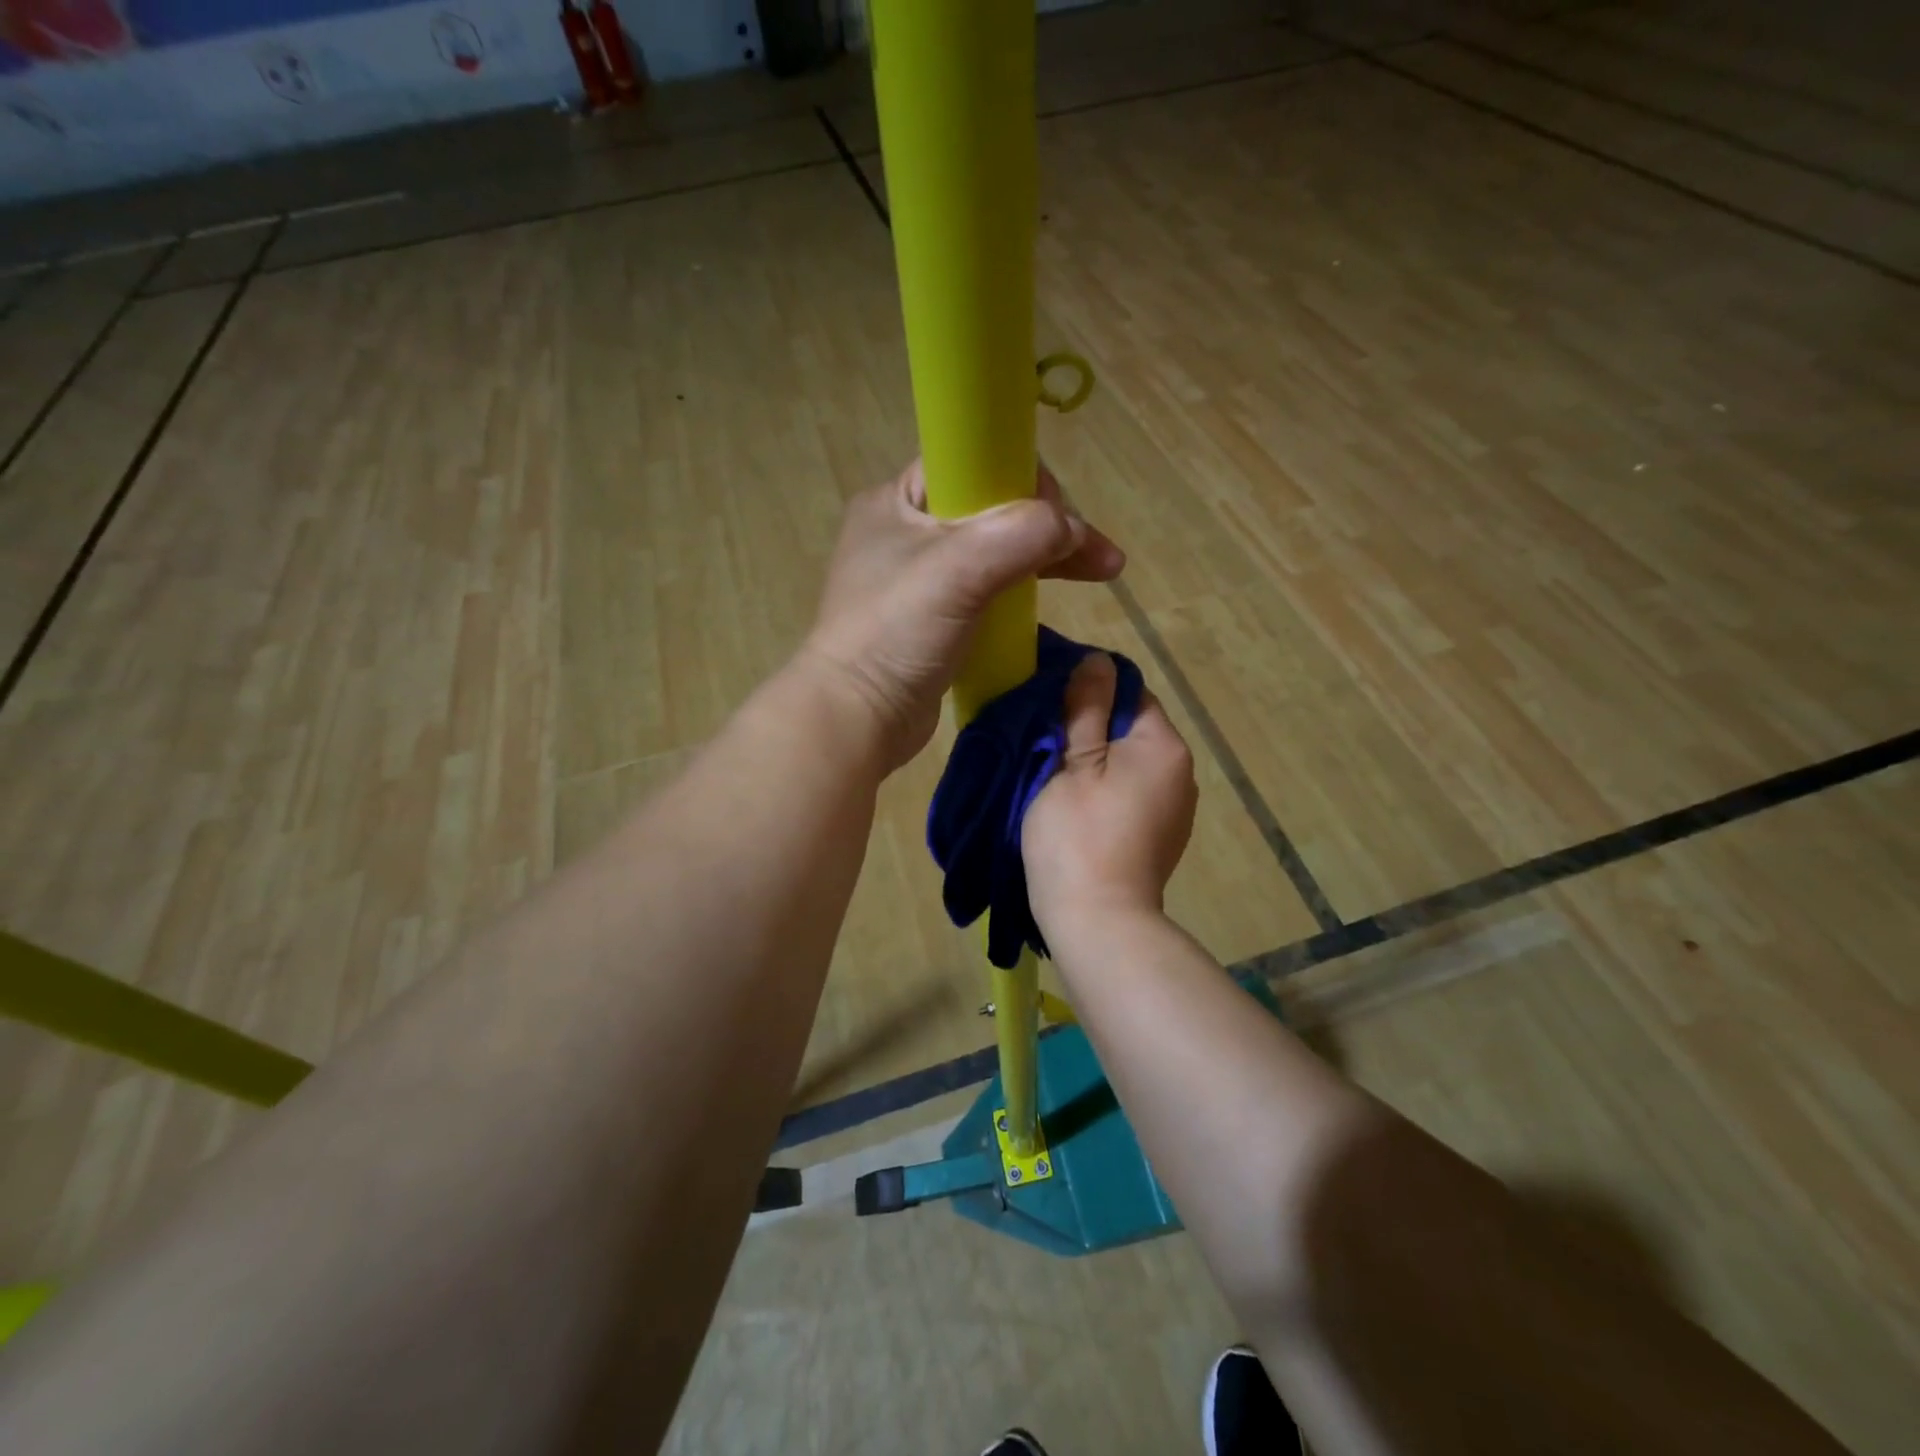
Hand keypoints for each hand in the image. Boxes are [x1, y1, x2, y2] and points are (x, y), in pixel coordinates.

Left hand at [804, 459, 1124, 767]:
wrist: (857, 718)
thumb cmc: (896, 632)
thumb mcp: (959, 569)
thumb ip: (1022, 534)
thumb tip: (1074, 529)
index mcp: (897, 501)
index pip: (971, 462)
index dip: (1021, 478)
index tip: (1058, 515)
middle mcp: (906, 532)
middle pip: (991, 509)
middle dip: (1049, 527)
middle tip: (1099, 556)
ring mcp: (919, 579)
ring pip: (994, 552)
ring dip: (1045, 559)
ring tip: (1103, 572)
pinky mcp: (933, 620)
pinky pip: (986, 591)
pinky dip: (1021, 592)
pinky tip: (1053, 601)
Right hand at [1023, 653, 1197, 929]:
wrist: (1099, 923)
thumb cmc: (1077, 837)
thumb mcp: (1071, 765)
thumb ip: (1085, 709)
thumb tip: (1096, 660)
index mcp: (1163, 747)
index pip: (1130, 692)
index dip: (1088, 688)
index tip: (1048, 697)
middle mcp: (1181, 772)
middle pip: (1131, 728)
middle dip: (1090, 726)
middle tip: (1041, 734)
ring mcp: (1174, 808)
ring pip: (1128, 763)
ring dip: (1095, 759)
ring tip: (1052, 768)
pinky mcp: (1161, 836)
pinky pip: (1131, 793)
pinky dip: (1105, 789)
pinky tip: (1075, 803)